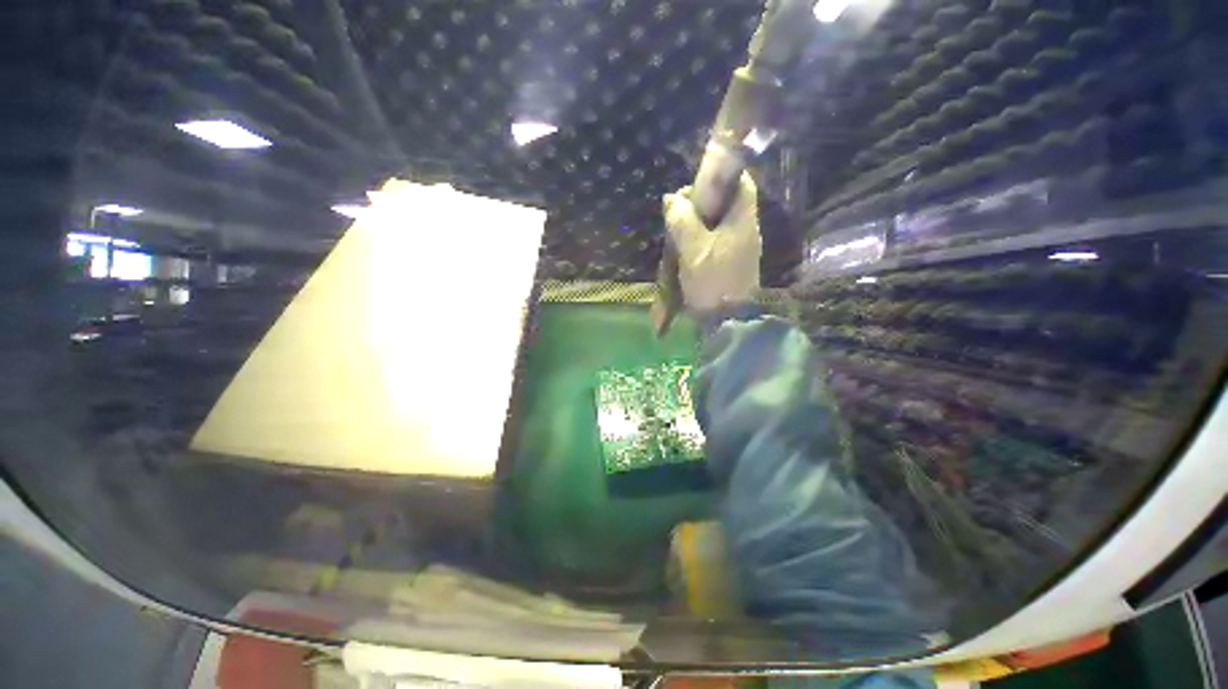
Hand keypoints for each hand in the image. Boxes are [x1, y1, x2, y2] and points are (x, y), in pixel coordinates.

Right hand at [662, 173, 761, 313]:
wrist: (727, 321)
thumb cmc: (713, 282)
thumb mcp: (693, 249)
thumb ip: (682, 220)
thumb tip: (673, 198)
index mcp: (742, 220)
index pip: (741, 182)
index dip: (720, 175)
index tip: (695, 185)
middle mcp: (744, 229)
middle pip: (724, 203)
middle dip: (700, 205)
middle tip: (678, 216)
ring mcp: (738, 248)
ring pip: (715, 224)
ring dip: (695, 225)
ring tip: (677, 236)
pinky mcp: (729, 263)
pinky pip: (713, 241)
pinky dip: (698, 241)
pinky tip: (684, 251)